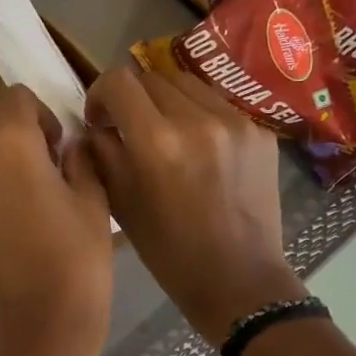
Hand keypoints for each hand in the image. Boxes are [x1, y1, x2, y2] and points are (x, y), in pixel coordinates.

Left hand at [0, 86, 112, 355]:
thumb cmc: (77, 262)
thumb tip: (69, 147)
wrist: (38, 329)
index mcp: (9, 146)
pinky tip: (18, 225)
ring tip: (34, 200)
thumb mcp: (93, 203)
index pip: (15, 98)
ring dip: (2, 164)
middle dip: (18, 135)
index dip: (42, 113)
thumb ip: (80, 161)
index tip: (60, 144)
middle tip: (50, 169)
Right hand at [84, 62, 303, 344]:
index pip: (119, 82)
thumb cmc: (170, 253)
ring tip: (165, 134)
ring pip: (188, 84)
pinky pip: (219, 106)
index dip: (100, 93)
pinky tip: (199, 150)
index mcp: (157, 143)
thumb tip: (95, 128)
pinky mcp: (260, 131)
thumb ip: (103, 157)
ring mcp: (235, 122)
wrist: (238, 278)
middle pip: (153, 76)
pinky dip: (199, 117)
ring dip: (167, 102)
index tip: (99, 118)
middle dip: (133, 98)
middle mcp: (197, 120)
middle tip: (129, 127)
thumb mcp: (123, 207)